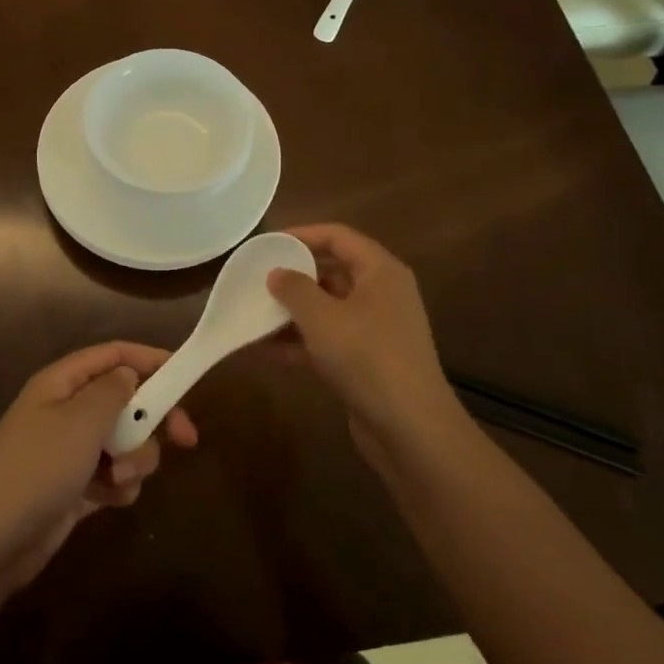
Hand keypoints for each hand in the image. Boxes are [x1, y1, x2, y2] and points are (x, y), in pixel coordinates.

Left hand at [0, 342, 197, 592]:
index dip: (150, 360)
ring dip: (134, 459)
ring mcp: (70, 450)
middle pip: (125, 400)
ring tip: (119, 479)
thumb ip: (113, 391)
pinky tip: (108, 500)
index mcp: (61, 383)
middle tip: (185, 439)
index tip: (185, 377)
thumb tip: (128, 374)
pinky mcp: (75, 486)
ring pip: (124, 441)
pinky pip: (113, 475)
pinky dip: (118, 486)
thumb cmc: (37, 469)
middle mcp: (66, 410)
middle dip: (152, 420)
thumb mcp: (80, 421)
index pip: (113, 355)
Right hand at [266, 223, 467, 469]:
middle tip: (256, 280)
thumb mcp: (322, 318)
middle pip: (331, 272)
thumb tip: (276, 273)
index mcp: (380, 272)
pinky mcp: (367, 361)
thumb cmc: (367, 358)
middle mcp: (381, 294)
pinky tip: (265, 351)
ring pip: (326, 309)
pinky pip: (327, 340)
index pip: (338, 237)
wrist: (410, 429)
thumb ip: (294, 289)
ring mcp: (375, 329)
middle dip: (293, 277)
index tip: (267, 243)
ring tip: (253, 315)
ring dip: (291, 313)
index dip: (302, 234)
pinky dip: (300, 342)